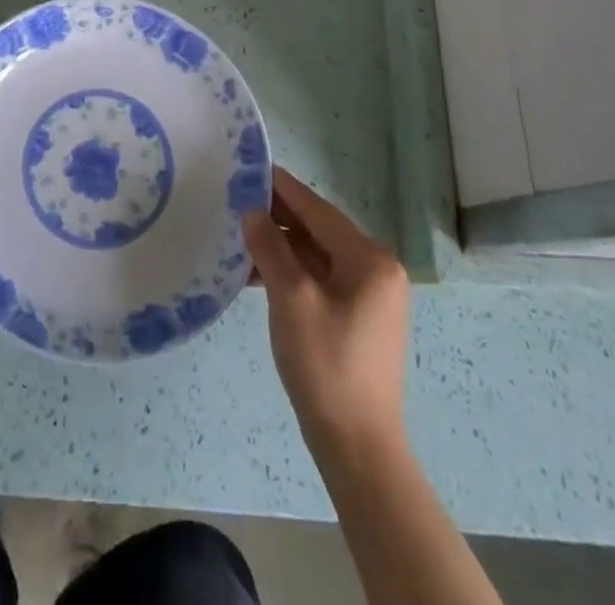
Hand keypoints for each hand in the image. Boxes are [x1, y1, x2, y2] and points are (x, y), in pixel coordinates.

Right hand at [242, 166, 409, 454]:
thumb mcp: (291, 300)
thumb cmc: (326, 366)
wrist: (357, 447)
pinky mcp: (358, 316)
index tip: (251, 167)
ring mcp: (369, 295)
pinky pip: (321, 278)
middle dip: (278, 216)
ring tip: (240, 236)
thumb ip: (270, 249)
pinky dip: (292, 272)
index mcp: (370, 260)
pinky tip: (258, 274)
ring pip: (317, 255)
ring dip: (281, 246)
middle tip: (237, 199)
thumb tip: (252, 212)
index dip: (283, 188)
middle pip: (319, 230)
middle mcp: (377, 269)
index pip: (318, 210)